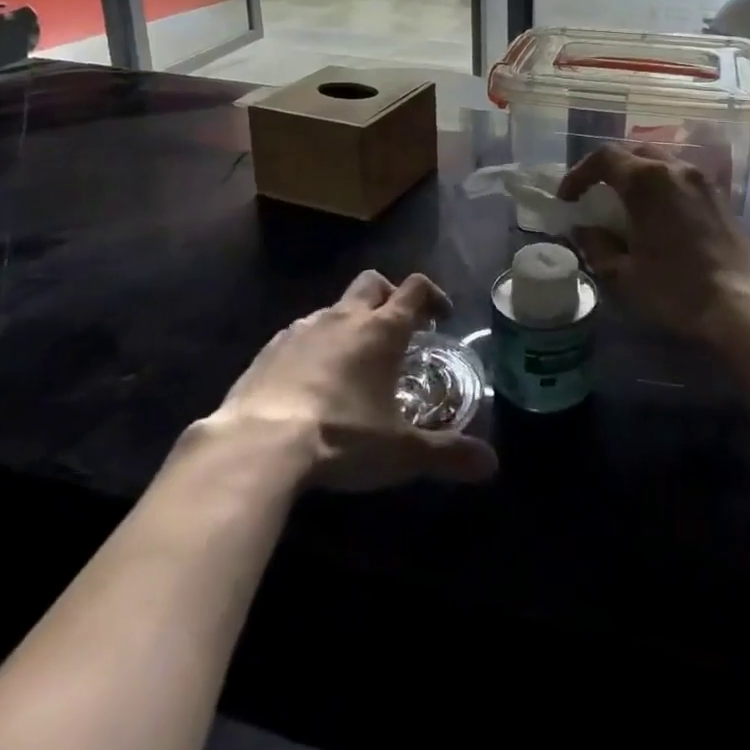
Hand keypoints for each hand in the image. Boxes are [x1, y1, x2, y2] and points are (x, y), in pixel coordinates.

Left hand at [208, 271, 496, 490]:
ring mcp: (303, 329)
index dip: (433, 295)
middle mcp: (344, 318)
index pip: (415, 289)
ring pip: (334, 308)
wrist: (258, 443)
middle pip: (373, 283)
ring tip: (352, 362)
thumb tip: (491, 465)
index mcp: (382, 330)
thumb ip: (447, 455)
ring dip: (349, 323)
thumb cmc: (341, 438)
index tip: (441, 316)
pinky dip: (313, 346)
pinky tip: (309, 381)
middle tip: (397, 328)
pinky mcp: (269, 348)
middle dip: (389, 296)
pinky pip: (299, 333)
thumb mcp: (401, 452)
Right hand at [557, 145, 749, 344]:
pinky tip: (659, 216)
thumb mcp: (623, 275)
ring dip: (637, 176)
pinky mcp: (720, 197)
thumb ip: (596, 246)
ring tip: (626, 205)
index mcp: (647, 181)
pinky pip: (682, 179)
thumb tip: (584, 229)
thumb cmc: (676, 290)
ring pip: (661, 162)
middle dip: (609, 170)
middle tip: (594, 195)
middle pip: (634, 153)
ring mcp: (702, 181)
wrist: (741, 307)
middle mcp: (675, 169)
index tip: (568, 198)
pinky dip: (662, 187)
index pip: (604, 157)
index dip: (579, 174)